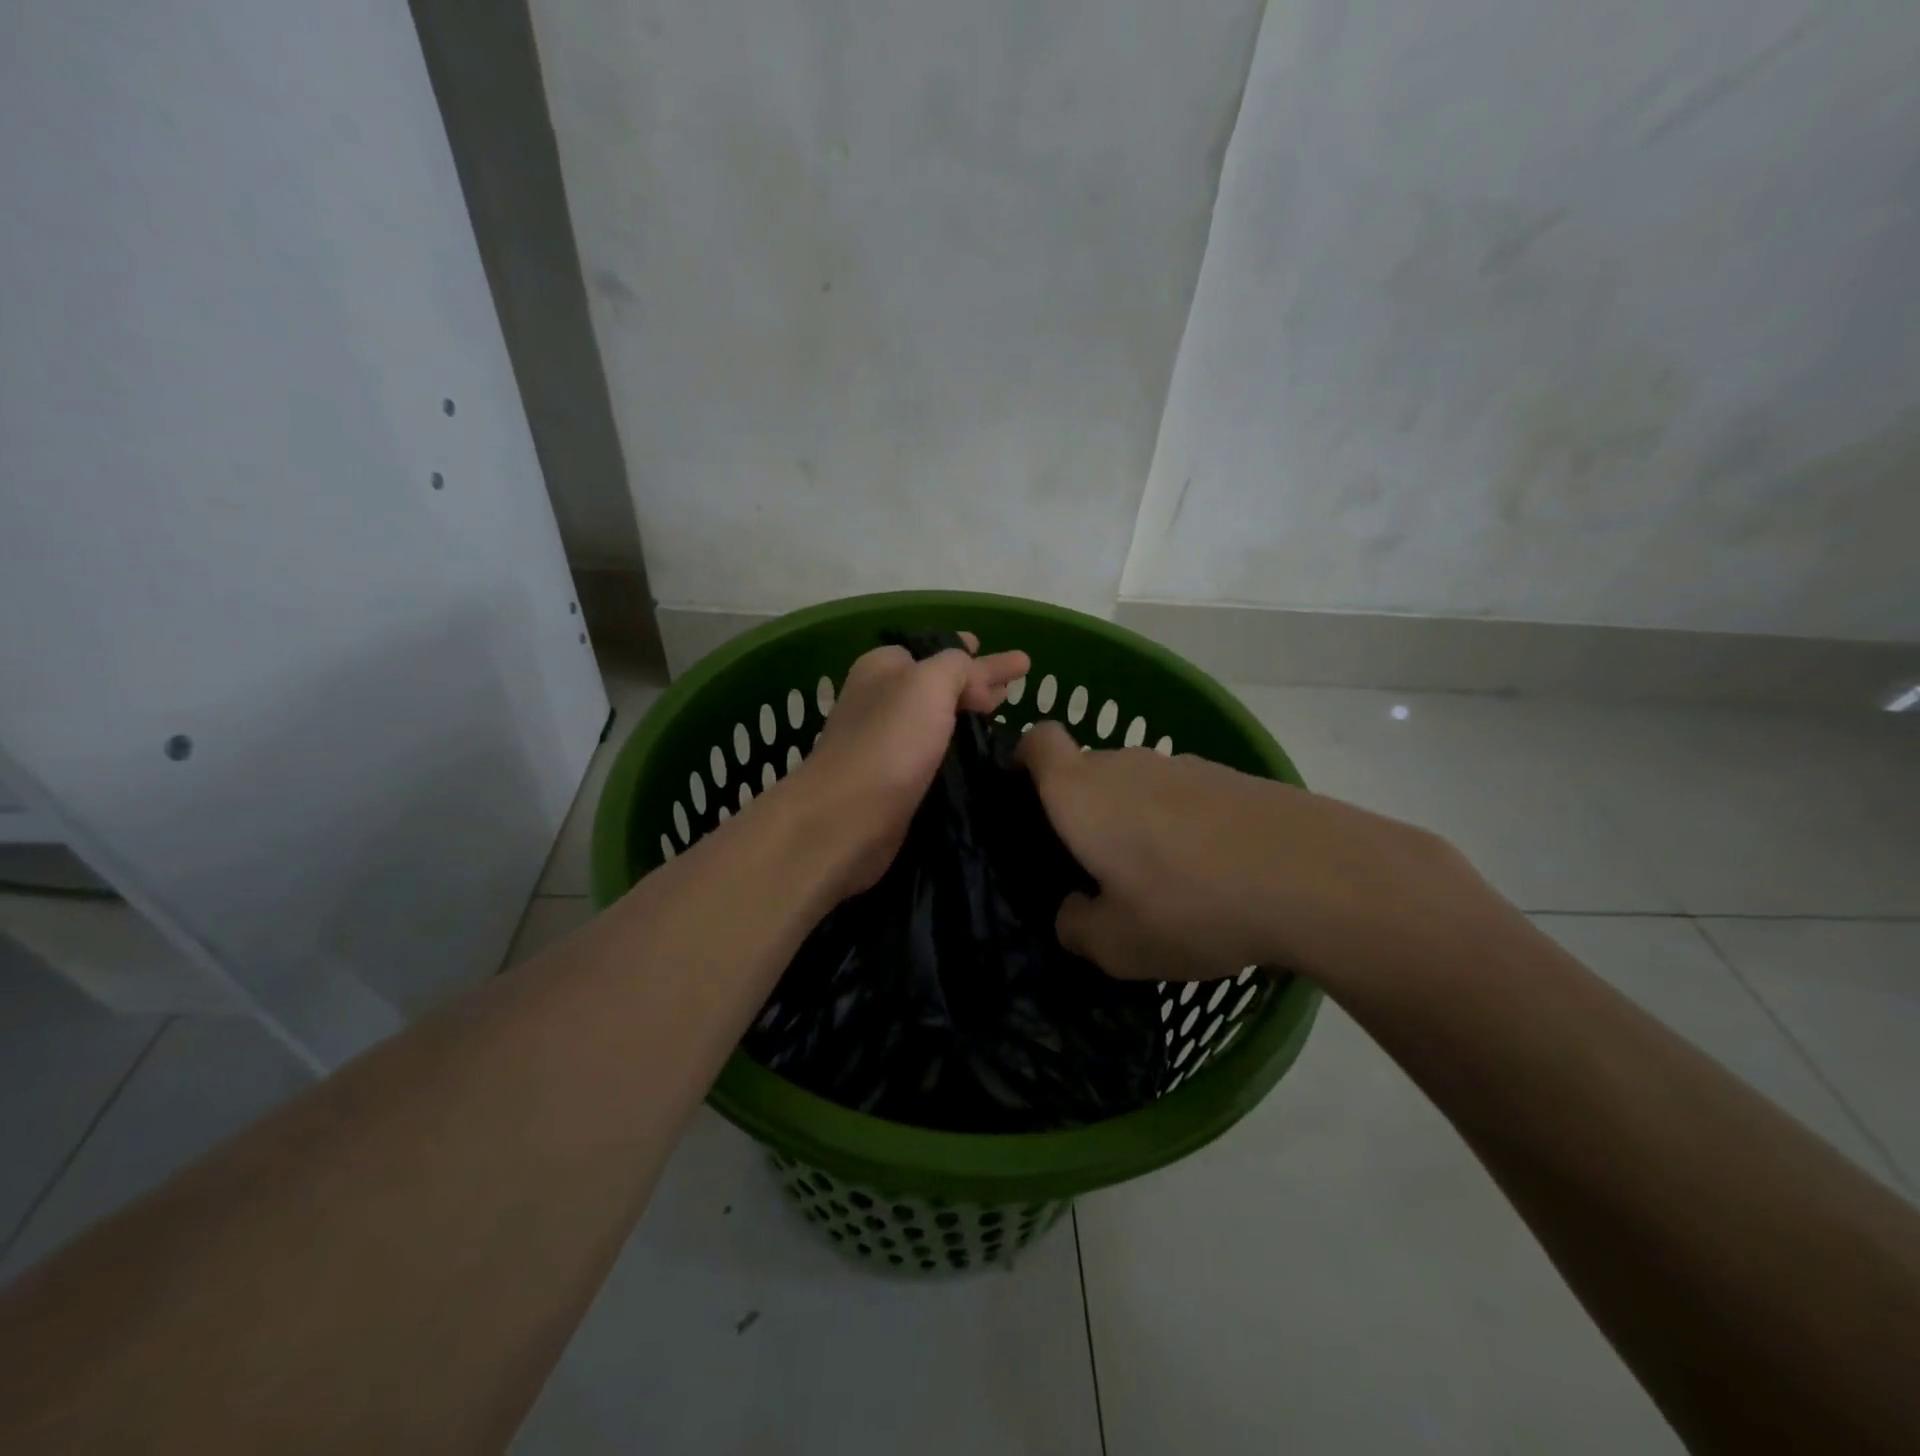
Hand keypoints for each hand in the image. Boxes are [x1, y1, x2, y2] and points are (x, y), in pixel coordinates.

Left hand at [790, 634, 1028, 898]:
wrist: (847, 819)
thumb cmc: (889, 741)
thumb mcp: (929, 683)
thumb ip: (957, 666)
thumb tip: (976, 680)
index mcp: (884, 668)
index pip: (935, 650)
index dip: (970, 652)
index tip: (1010, 661)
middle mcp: (883, 700)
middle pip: (940, 684)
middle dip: (977, 683)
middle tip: (1012, 688)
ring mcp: (888, 742)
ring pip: (939, 720)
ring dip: (969, 717)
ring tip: (1004, 714)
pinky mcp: (896, 781)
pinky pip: (936, 754)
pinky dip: (959, 750)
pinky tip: (984, 754)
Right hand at [1015, 722, 1503, 985]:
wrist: (1312, 876)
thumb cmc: (1190, 904)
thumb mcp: (1116, 945)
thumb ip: (1076, 926)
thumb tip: (1074, 911)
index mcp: (1081, 792)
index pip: (1037, 741)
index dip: (1023, 759)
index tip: (1025, 797)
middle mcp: (1125, 765)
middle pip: (1086, 770)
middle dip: (1080, 810)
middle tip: (1092, 868)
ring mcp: (1182, 766)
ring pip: (1135, 786)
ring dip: (1132, 820)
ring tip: (1156, 879)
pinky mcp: (1228, 778)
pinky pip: (1181, 796)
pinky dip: (1178, 825)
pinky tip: (1206, 872)